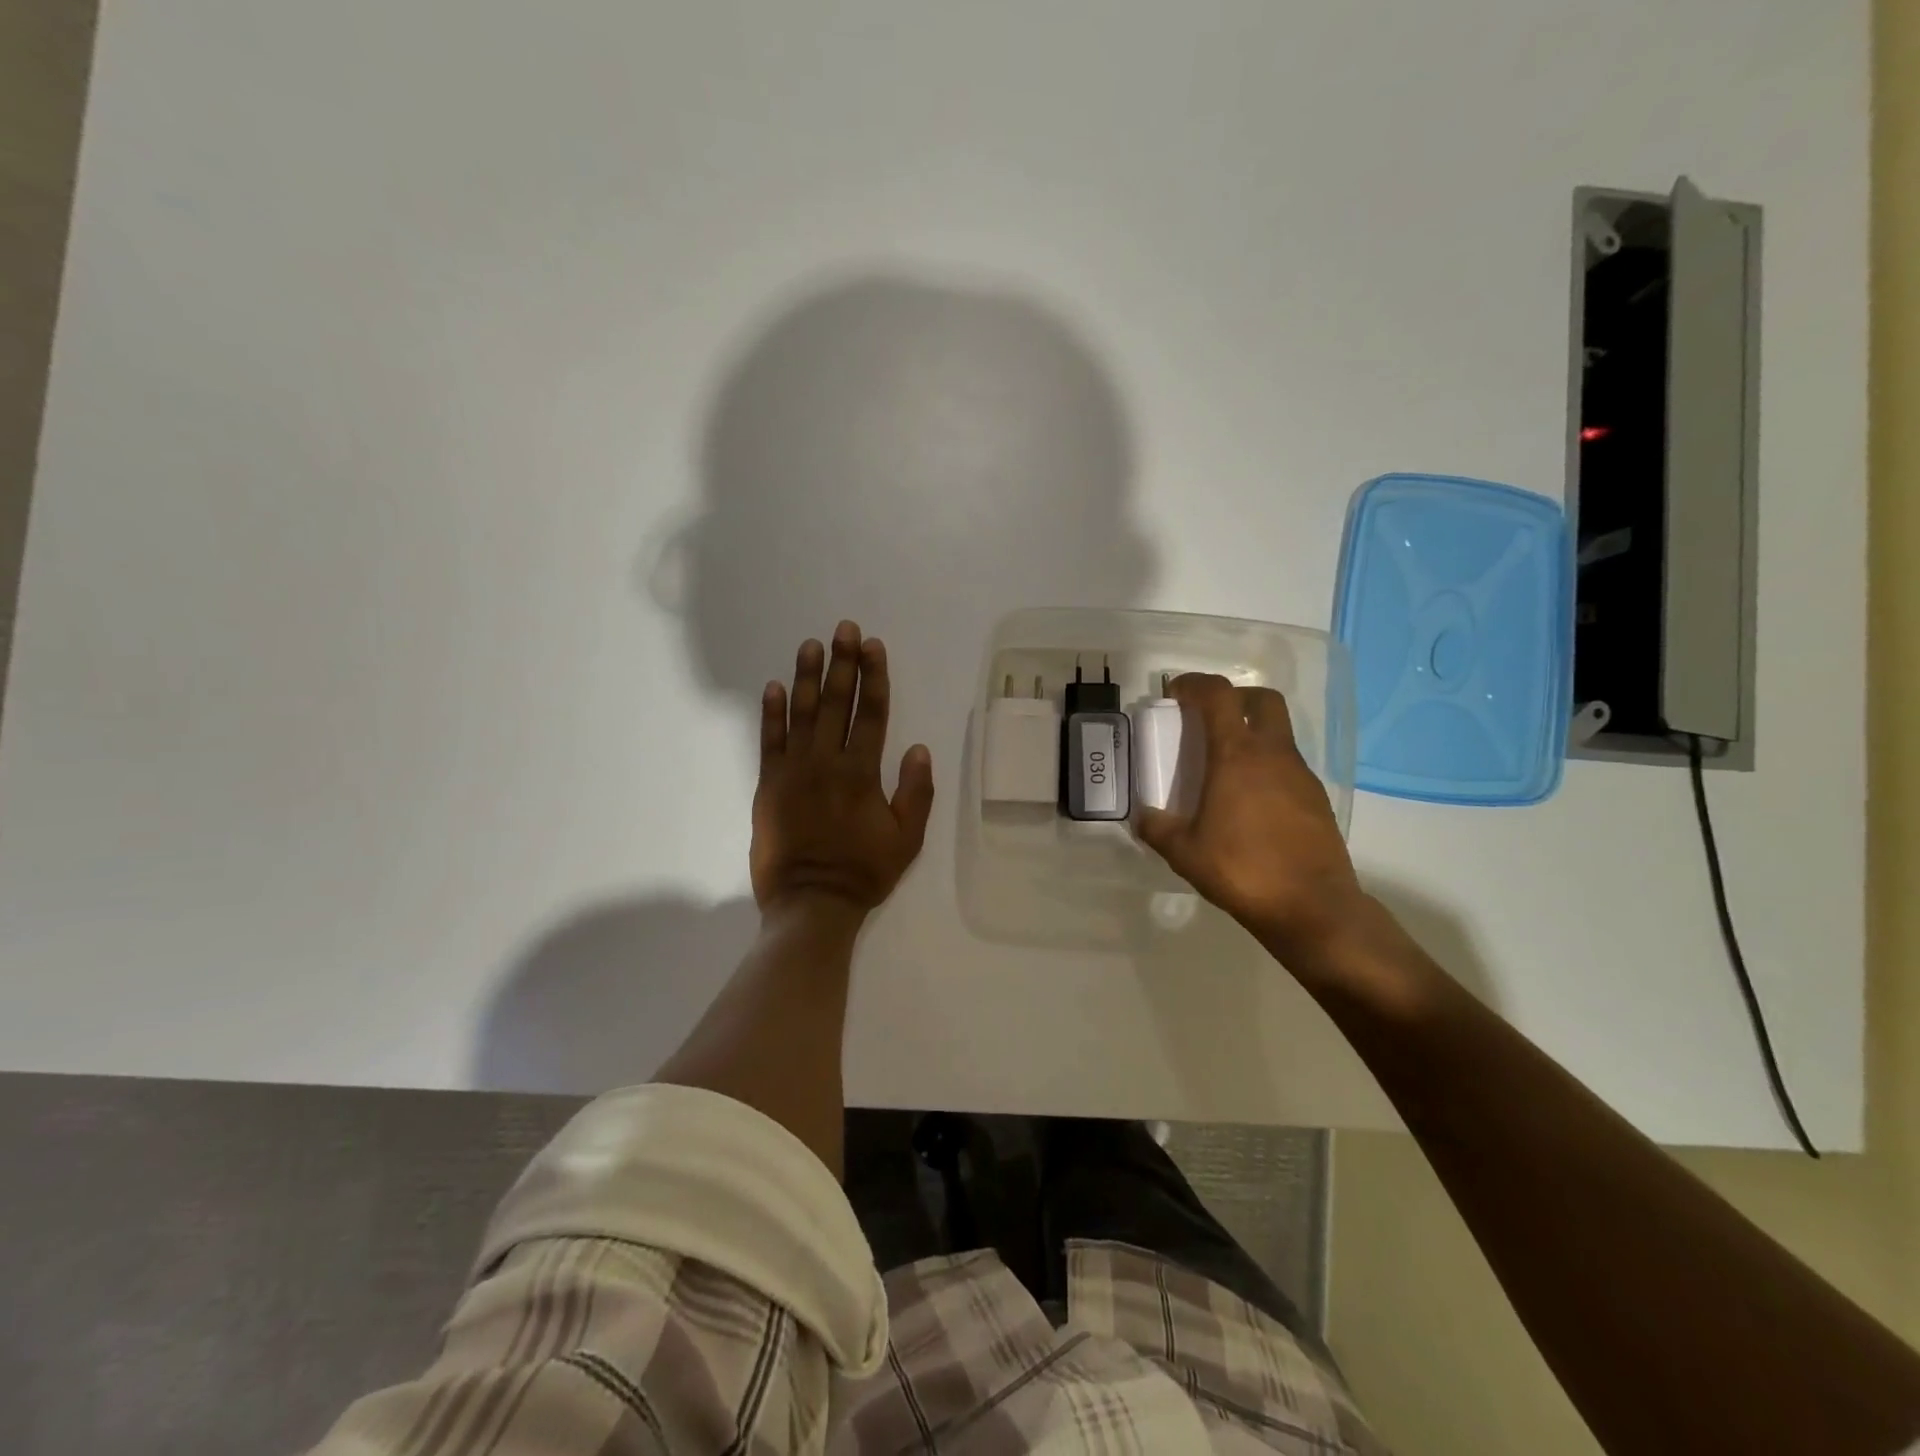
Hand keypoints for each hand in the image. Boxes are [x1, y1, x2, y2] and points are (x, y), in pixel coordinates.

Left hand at [750, 621, 934, 918]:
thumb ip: (916, 792)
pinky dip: (771, 713)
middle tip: (844, 629)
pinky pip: (769, 741)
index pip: (872, 713)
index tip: (873, 646)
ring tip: (811, 645)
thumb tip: (918, 748)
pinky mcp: (768, 784)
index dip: (874, 676)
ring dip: (807, 677)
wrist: (810, 903)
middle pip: (837, 703)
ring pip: (802, 714)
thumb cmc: (864, 872)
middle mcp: (827, 762)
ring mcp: (793, 771)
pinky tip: (774, 687)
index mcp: (862, 773)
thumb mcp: (907, 839)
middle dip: (842, 663)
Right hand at [1135, 673, 1366, 959]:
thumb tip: (1142, 816)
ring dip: (1251, 735)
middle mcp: (1273, 755)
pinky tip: (1250, 802)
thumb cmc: (1242, 870)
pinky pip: (1288, 766)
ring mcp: (1301, 775)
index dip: (1195, 684)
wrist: (1312, 907)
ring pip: (1278, 734)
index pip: (1219, 696)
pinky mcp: (1317, 799)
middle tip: (1209, 719)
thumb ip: (1157, 828)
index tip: (1174, 694)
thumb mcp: (1184, 852)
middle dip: (1234, 698)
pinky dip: (1267, 767)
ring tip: (1224, 769)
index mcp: (1237, 756)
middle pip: (1262, 700)